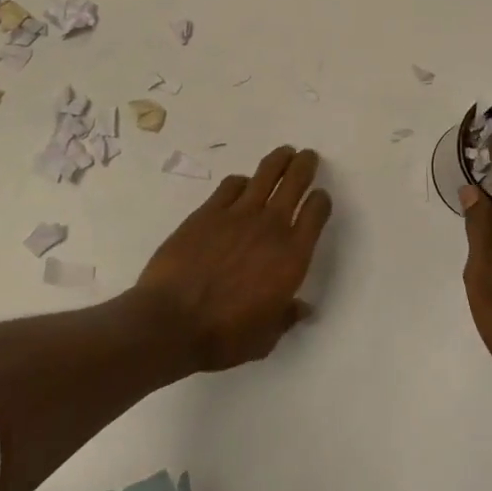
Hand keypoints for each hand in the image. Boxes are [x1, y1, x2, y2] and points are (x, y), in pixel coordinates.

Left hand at [134, 145, 331, 371]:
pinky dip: (241, 181)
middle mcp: (271, 227)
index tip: (320, 198)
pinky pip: (231, 185)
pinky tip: (242, 184)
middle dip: (304, 165)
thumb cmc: (223, 336)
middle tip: (308, 156)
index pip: (316, 213)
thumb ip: (286, 317)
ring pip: (266, 174)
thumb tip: (303, 309)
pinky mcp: (208, 211)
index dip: (321, 201)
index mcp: (292, 256)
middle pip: (295, 182)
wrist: (170, 322)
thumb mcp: (265, 337)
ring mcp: (238, 214)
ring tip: (284, 153)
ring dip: (279, 160)